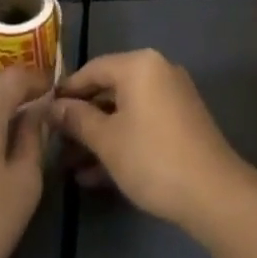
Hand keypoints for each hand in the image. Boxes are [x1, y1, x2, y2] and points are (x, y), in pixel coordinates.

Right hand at [47, 49, 249, 229]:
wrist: (212, 192)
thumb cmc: (151, 157)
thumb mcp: (106, 140)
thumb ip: (77, 119)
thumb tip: (53, 106)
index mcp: (139, 65)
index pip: (92, 69)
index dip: (66, 92)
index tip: (43, 113)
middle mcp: (157, 71)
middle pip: (109, 89)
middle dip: (81, 118)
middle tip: (56, 143)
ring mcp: (172, 96)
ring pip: (125, 111)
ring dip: (98, 135)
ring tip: (70, 165)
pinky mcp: (181, 122)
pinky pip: (142, 123)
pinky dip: (121, 141)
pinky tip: (96, 175)